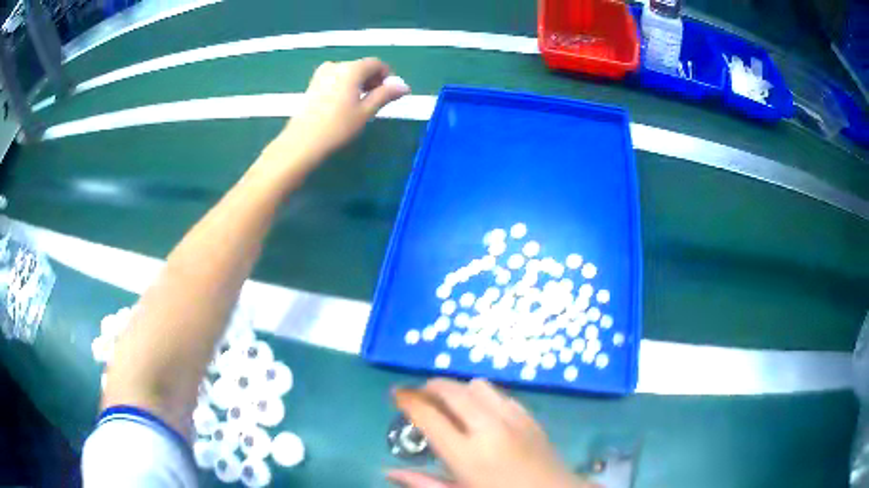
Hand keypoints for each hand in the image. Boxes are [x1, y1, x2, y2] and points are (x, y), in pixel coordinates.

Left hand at [272, 57, 409, 168]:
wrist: (303, 141)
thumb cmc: (337, 127)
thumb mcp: (366, 111)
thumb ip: (385, 95)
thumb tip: (405, 86)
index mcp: (351, 69)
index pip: (376, 63)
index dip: (386, 76)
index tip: (389, 93)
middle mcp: (337, 65)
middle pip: (362, 66)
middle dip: (373, 80)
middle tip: (376, 101)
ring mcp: (322, 73)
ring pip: (349, 72)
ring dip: (359, 83)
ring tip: (360, 105)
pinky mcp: (313, 83)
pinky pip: (337, 78)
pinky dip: (346, 86)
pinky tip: (344, 104)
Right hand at [387, 379, 592, 487]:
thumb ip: (422, 484)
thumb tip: (387, 472)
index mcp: (466, 454)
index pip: (428, 415)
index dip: (408, 400)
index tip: (396, 394)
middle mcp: (489, 428)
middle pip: (452, 391)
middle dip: (430, 387)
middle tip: (419, 396)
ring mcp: (513, 419)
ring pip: (477, 385)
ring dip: (458, 389)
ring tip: (450, 404)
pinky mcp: (530, 416)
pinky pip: (500, 393)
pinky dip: (483, 395)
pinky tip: (481, 411)